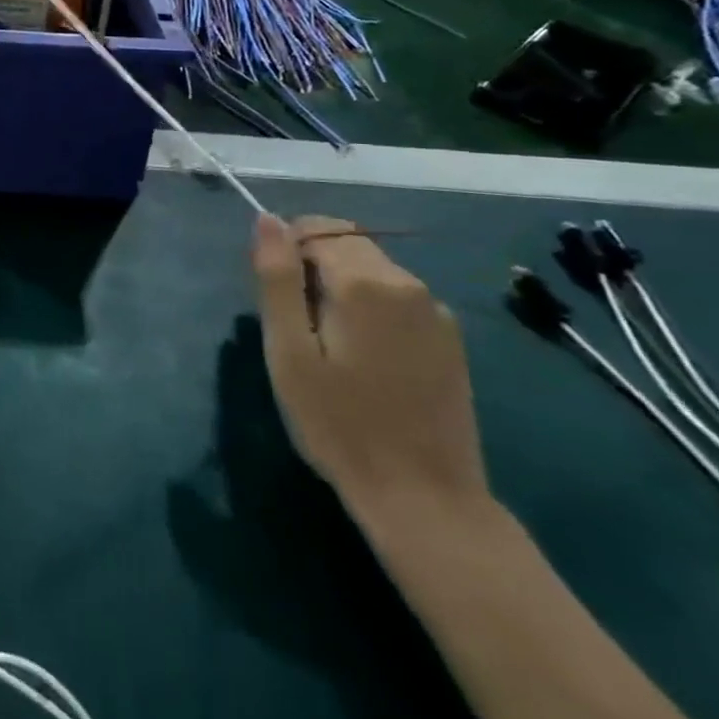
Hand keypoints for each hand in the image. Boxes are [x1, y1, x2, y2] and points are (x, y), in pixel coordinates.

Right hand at [252, 215, 488, 525]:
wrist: (424, 500)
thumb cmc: (339, 424)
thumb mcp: (288, 351)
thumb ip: (277, 278)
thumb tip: (268, 218)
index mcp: (365, 282)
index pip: (316, 227)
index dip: (287, 252)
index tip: (278, 299)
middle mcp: (408, 284)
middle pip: (347, 244)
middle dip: (314, 268)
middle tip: (298, 328)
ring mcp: (436, 312)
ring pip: (373, 270)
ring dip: (342, 288)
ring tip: (329, 347)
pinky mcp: (450, 341)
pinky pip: (398, 299)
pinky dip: (371, 309)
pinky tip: (365, 360)